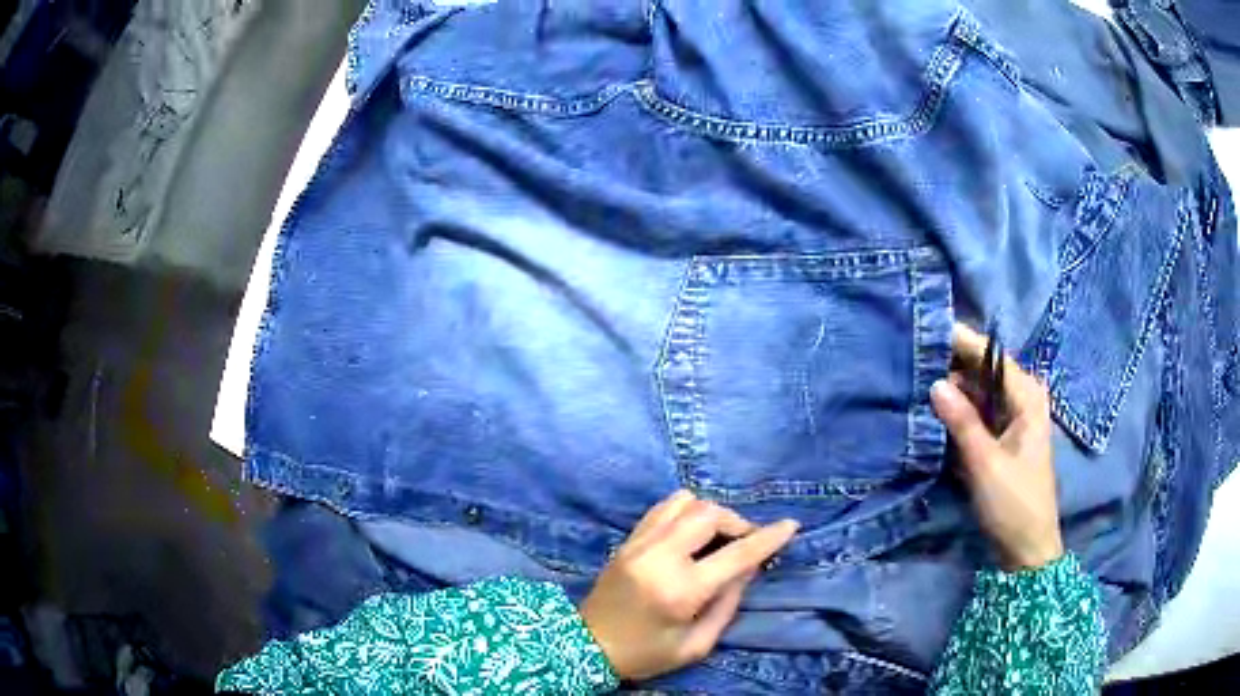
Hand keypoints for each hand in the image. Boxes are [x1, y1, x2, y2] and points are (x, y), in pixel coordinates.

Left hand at [580, 491, 797, 680]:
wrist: (586, 646)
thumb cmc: (646, 653)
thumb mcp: (696, 644)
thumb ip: (728, 604)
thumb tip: (749, 567)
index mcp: (680, 590)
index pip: (736, 554)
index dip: (768, 537)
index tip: (791, 525)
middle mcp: (659, 557)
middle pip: (709, 513)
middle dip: (737, 522)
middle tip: (746, 542)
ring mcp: (639, 544)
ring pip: (685, 502)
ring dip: (711, 513)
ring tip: (718, 537)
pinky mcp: (627, 540)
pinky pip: (662, 508)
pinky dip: (685, 512)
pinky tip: (691, 533)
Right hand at [930, 323, 1063, 571]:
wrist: (1026, 549)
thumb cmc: (1013, 504)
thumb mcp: (986, 464)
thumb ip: (962, 422)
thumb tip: (935, 383)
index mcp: (1027, 399)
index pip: (992, 357)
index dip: (962, 342)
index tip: (929, 329)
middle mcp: (1021, 402)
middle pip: (985, 372)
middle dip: (953, 364)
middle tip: (914, 356)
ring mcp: (1011, 421)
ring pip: (978, 393)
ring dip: (952, 388)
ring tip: (916, 378)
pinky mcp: (1000, 440)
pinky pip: (977, 415)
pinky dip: (957, 411)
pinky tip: (932, 409)